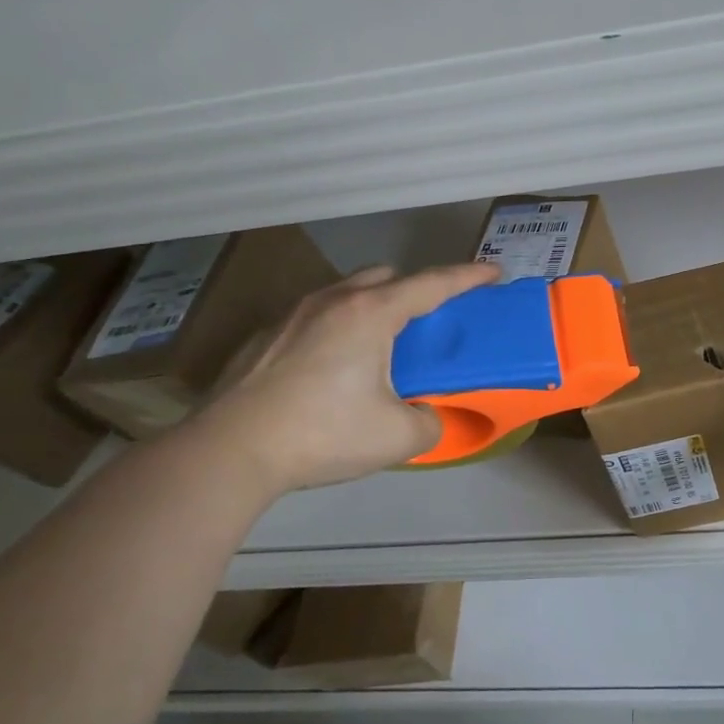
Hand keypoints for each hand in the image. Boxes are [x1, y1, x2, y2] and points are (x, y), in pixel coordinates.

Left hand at [186, 262, 499, 494]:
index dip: (469, 276)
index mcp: (371, 314)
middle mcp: (333, 302)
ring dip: (372, 306)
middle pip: (386, 277)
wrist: (229, 451)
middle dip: (414, 289)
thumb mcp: (397, 437)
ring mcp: (293, 315)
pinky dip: (336, 329)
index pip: (433, 284)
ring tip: (378, 347)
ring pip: (346, 293)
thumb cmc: (322, 434)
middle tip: (428, 321)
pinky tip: (329, 370)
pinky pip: (315, 317)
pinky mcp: (264, 336)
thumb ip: (429, 421)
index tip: (494, 272)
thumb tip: (426, 415)